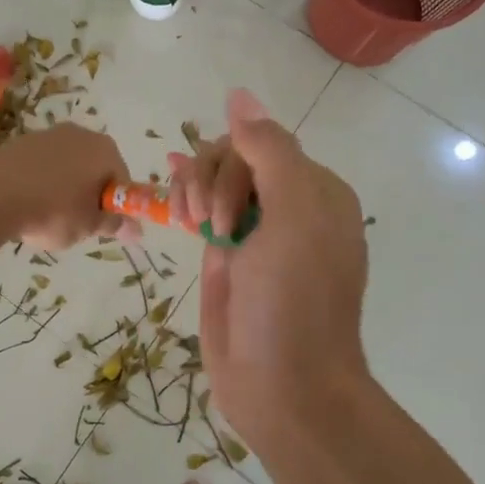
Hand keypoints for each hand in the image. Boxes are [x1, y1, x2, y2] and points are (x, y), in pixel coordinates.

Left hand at [0, 123, 138, 250]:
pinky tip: (27, 204)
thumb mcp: (88, 225)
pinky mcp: (22, 141)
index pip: (122, 180)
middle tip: (77, 224)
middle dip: (89, 195)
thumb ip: (113, 225)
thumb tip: (136, 230)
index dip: (116, 207)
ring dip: (64, 189)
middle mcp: (81, 134)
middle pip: (95, 169)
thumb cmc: (54, 210)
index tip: (103, 227)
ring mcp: (49, 134)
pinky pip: (42, 166)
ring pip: (67, 167)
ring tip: (47, 216)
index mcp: (105, 150)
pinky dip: (40, 183)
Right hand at [183, 92, 369, 445]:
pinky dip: (185, 196)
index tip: (227, 213)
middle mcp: (288, 206)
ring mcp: (255, 232)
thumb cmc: (294, 302)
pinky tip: (168, 185)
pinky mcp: (227, 257)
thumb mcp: (294, 218)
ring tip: (189, 224)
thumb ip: (270, 151)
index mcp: (316, 192)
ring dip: (193, 187)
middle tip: (213, 228)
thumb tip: (239, 95)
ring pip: (214, 182)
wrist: (285, 389)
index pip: (262, 143)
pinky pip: (204, 211)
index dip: (232, 164)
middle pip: (233, 158)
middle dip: (211, 180)